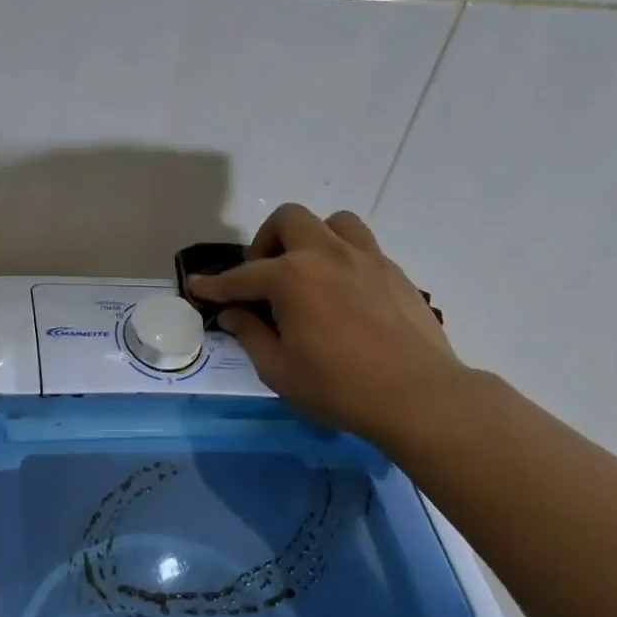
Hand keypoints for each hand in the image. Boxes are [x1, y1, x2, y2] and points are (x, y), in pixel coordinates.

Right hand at [190, 204, 468, 445]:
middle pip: (288, 220)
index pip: (242, 276)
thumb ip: (250, 334)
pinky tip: (341, 292)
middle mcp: (327, 254)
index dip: (215, 285)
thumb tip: (234, 313)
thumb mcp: (279, 370)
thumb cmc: (339, 387)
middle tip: (263, 278)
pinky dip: (342, 256)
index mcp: (292, 277)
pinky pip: (361, 245)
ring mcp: (366, 258)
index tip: (198, 287)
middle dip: (266, 242)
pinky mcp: (393, 271)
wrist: (418, 396)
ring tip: (307, 273)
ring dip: (311, 239)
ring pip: (332, 222)